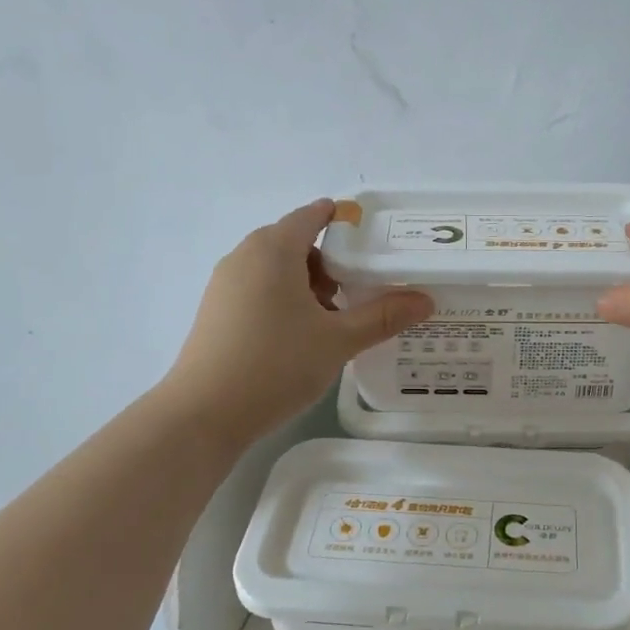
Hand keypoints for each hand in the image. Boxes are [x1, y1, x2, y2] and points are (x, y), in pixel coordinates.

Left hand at [167, 199, 432, 443]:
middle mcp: (245, 256)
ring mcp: (225, 284)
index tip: (374, 242)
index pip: (312, 216)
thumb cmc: (276, 365)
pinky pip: (259, 289)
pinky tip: (300, 338)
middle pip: (296, 243)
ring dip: (308, 285)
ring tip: (333, 321)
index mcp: (274, 249)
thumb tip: (425, 300)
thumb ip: (382, 316)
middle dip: (331, 263)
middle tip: (360, 292)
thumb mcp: (338, 341)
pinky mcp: (216, 311)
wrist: (204, 413)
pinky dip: (285, 300)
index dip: (344, 222)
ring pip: (276, 269)